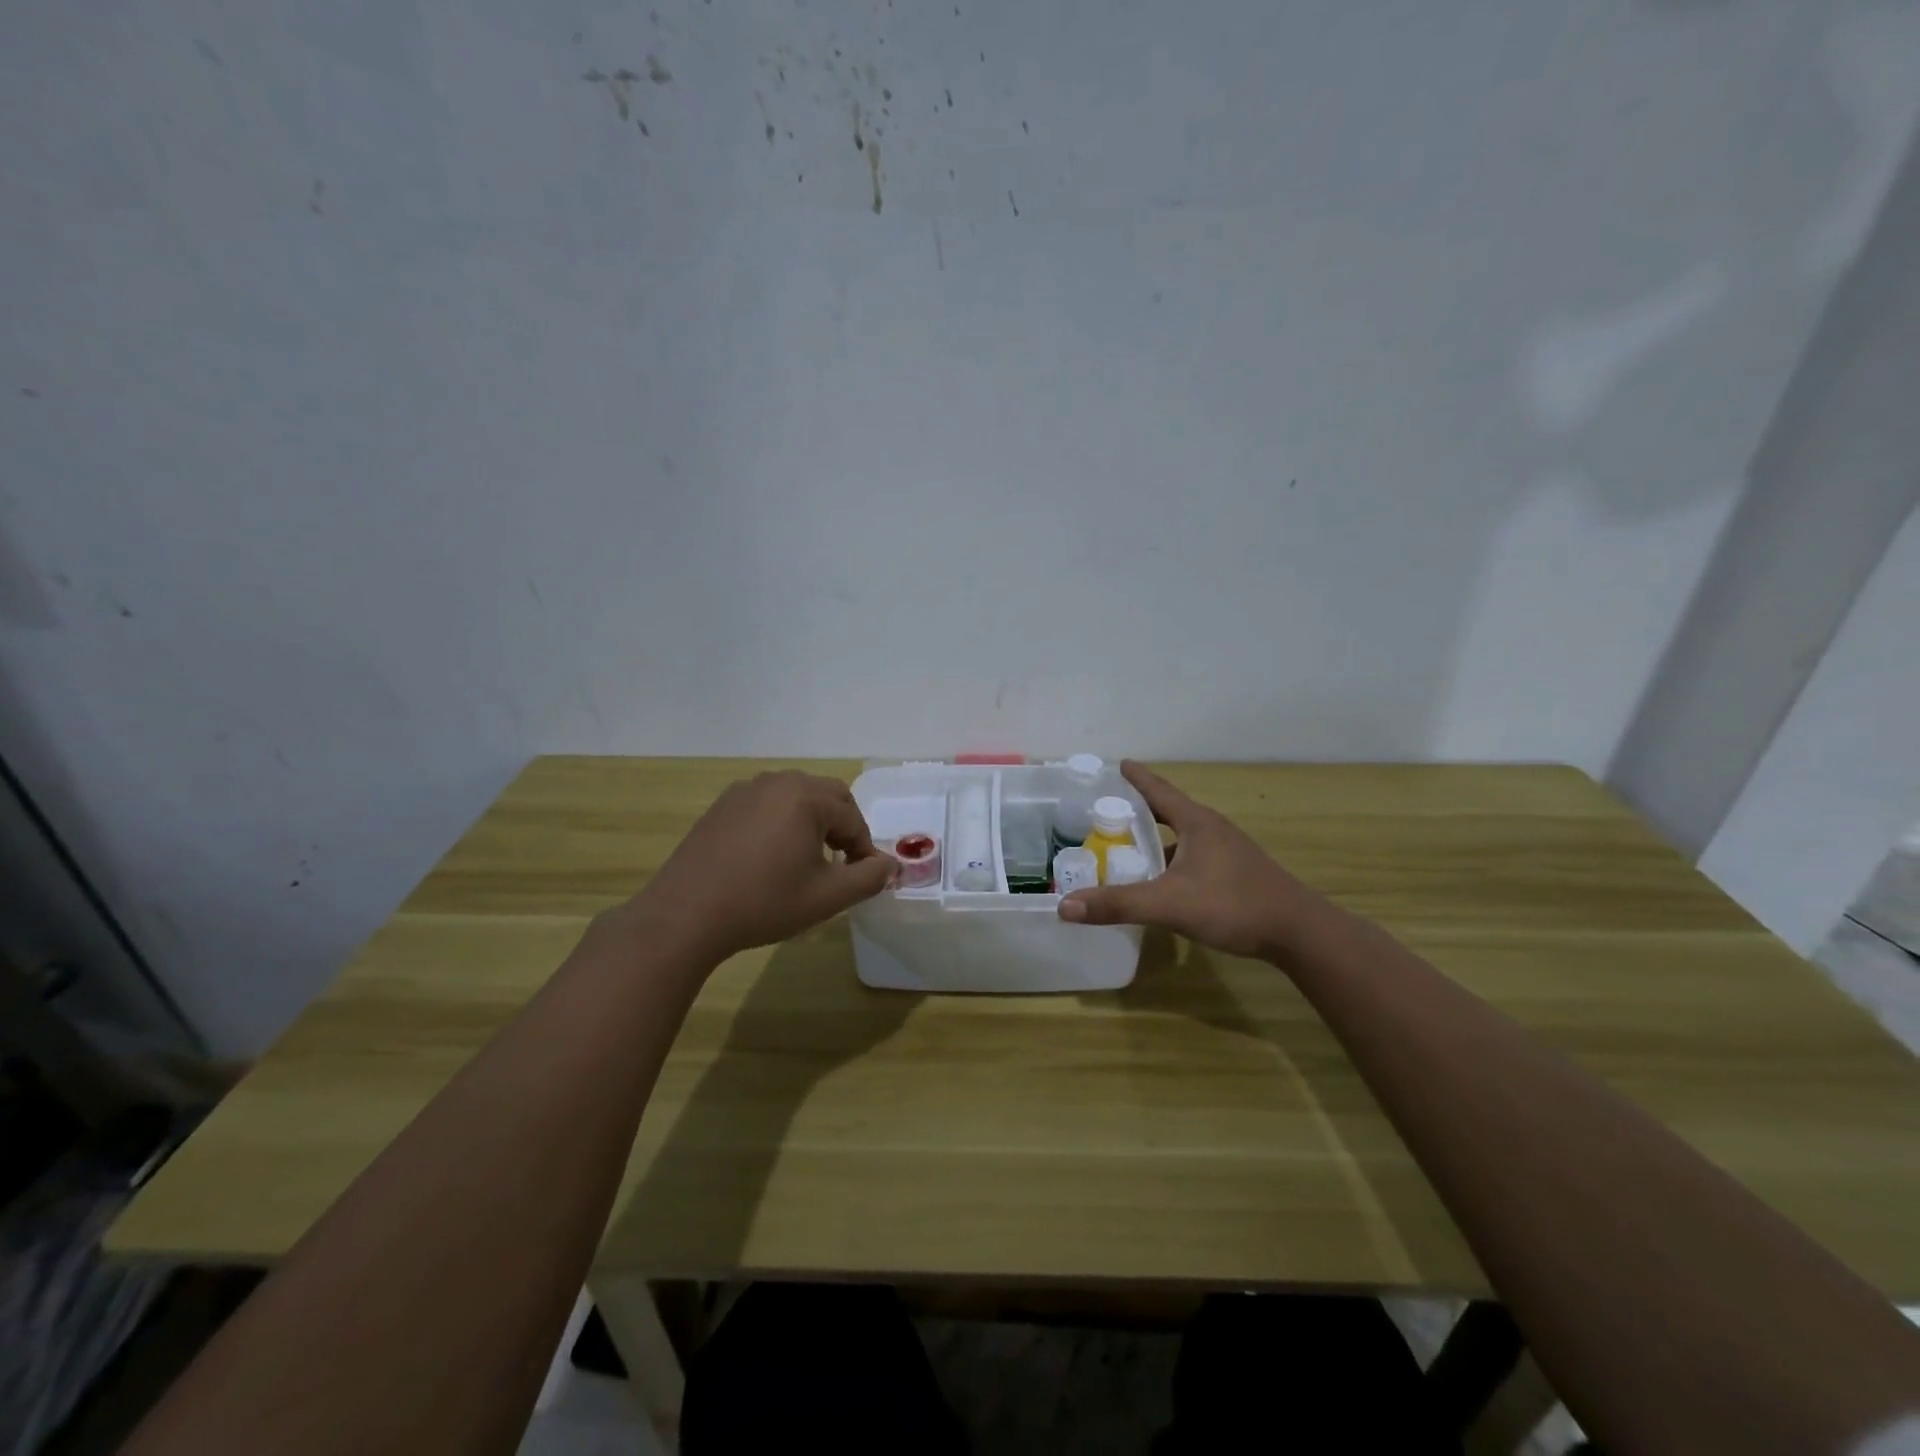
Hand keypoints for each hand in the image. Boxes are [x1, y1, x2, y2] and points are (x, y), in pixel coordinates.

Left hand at [623, 771, 894, 964]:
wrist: (685, 915)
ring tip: (806, 861)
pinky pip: (767, 804)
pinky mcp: (723, 805)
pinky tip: (770, 858)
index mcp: (806, 797)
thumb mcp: (826, 897)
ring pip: (796, 797)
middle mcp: (778, 782)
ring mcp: (746, 790)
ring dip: (812, 822)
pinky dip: (782, 822)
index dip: (863, 849)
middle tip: (839, 864)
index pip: (853, 818)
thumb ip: (868, 878)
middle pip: (827, 796)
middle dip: (842, 827)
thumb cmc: (763, 903)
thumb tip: (890, 865)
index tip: (861, 878)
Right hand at [1057, 761, 1322, 959]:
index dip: (1136, 778)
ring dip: (1157, 840)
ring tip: (1129, 849)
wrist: (1300, 933)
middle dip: (1140, 810)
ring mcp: (1229, 852)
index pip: (1159, 791)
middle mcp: (1213, 830)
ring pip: (1183, 837)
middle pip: (1170, 811)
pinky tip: (1163, 883)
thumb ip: (1118, 904)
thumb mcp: (1169, 904)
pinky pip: (1194, 857)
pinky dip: (1172, 862)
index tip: (1119, 763)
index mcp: (1197, 822)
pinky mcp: (1237, 873)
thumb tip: (1065, 905)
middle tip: (1109, 812)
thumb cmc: (1234, 905)